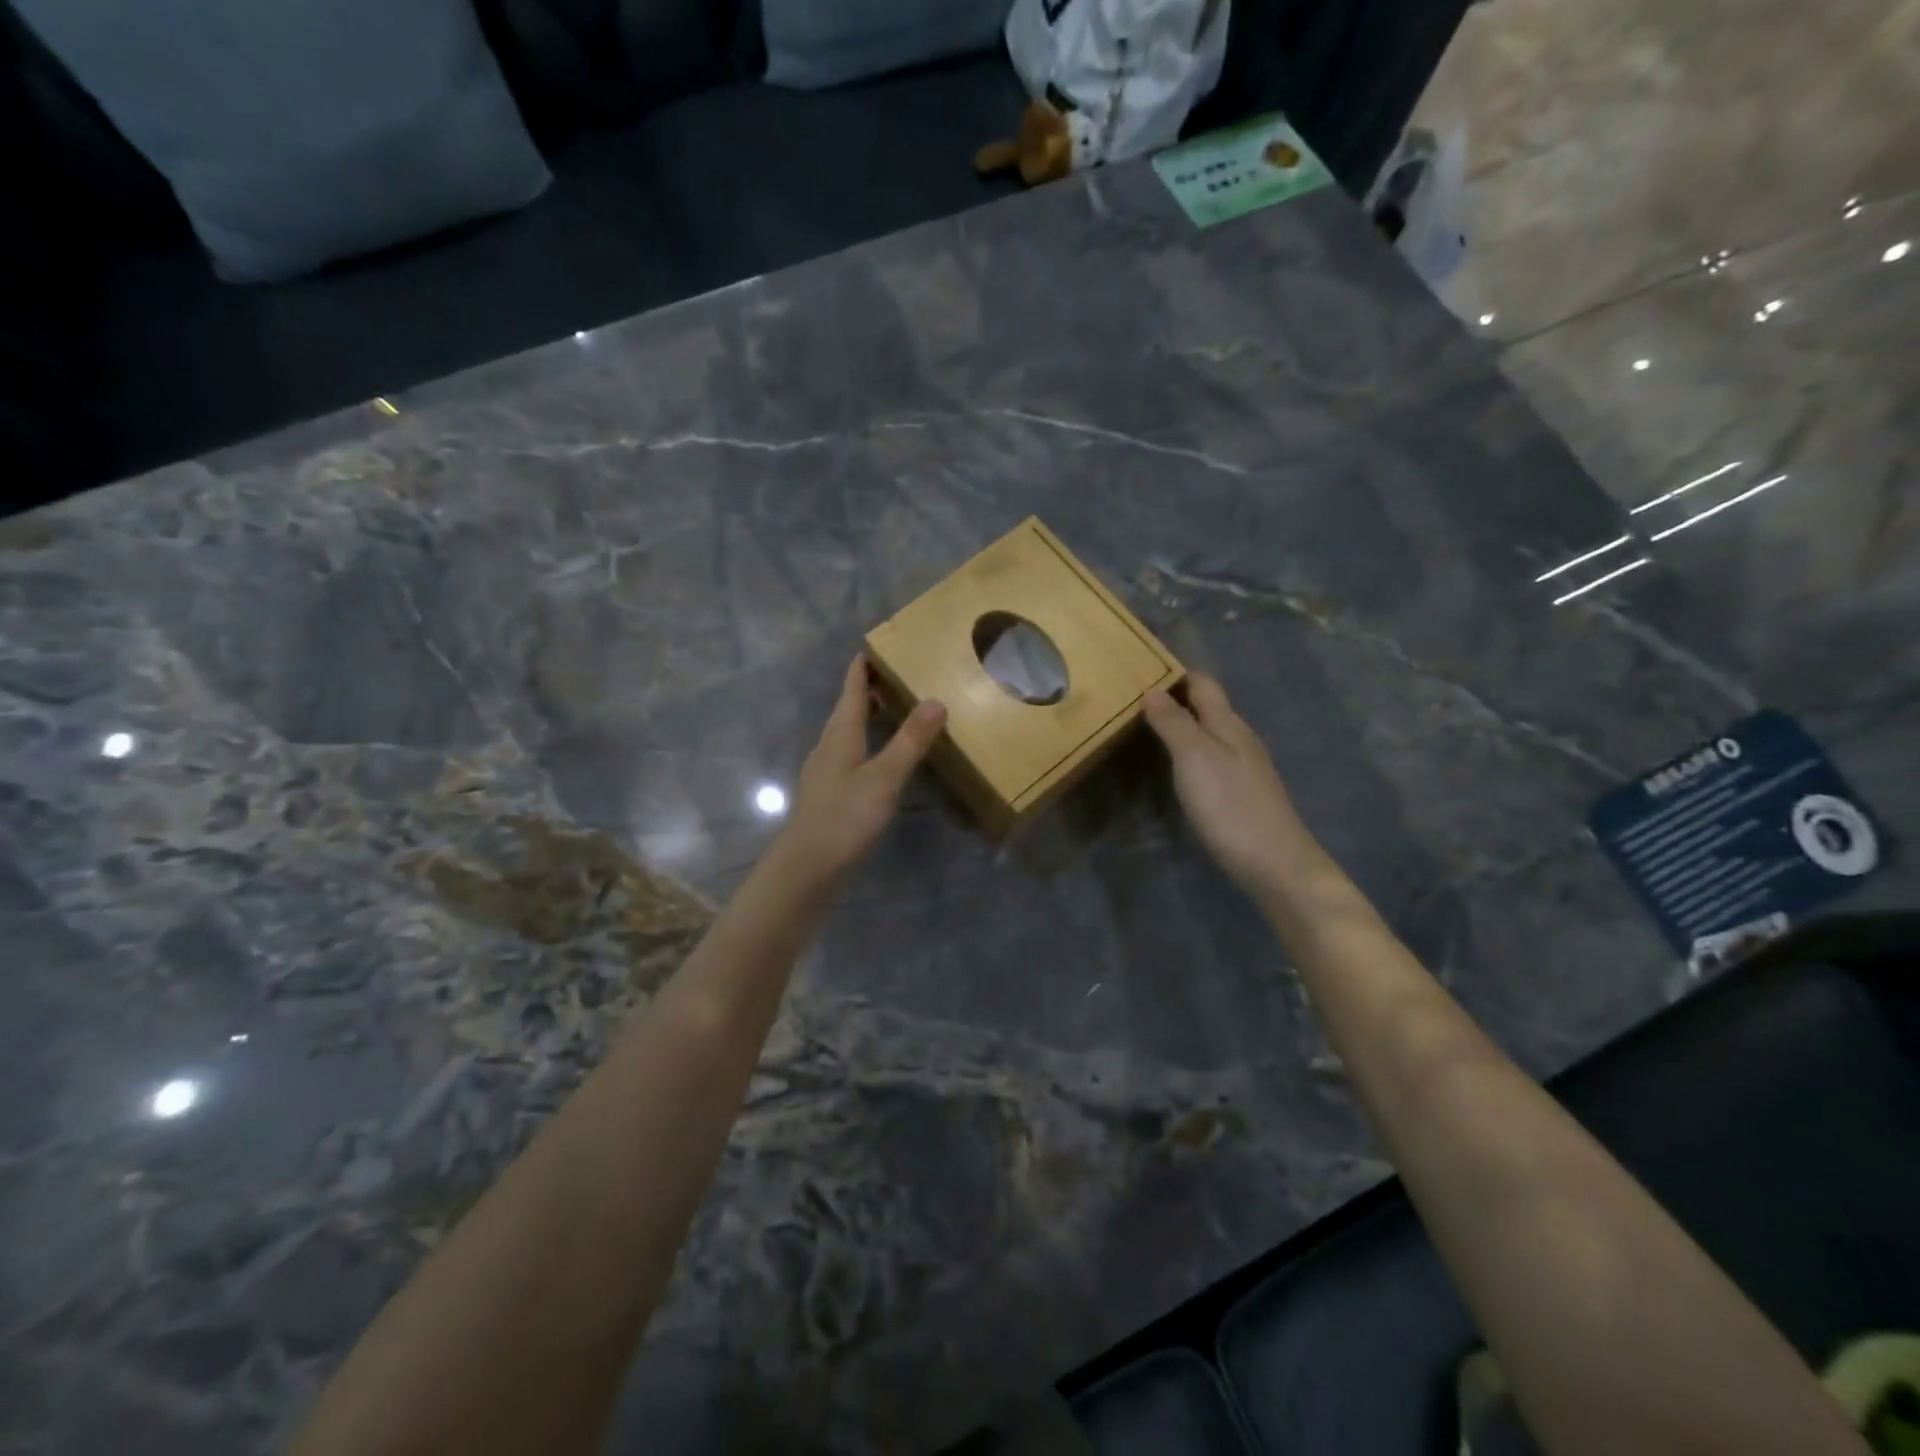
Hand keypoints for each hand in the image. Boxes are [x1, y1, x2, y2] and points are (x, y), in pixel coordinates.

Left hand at [779, 656, 946, 882]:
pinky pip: (852, 754)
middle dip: (871, 688)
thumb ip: (909, 741)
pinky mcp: (830, 793)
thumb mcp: (883, 778)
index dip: (864, 666)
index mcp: (840, 734)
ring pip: (850, 732)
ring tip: (898, 709)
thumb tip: (935, 700)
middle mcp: (830, 746)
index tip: (880, 643)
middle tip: (902, 673)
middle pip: (849, 708)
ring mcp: (827, 770)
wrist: (806, 868)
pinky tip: (884, 757)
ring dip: (870, 716)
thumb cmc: (844, 818)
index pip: (852, 688)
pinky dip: (870, 743)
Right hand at [1143, 674, 1321, 896]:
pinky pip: (1212, 756)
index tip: (1144, 663)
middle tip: (1137, 693)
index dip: (1177, 671)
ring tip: (1149, 724)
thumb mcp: (1195, 758)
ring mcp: (1245, 767)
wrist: (1275, 863)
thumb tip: (1152, 689)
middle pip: (1209, 706)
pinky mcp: (1242, 793)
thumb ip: (1174, 722)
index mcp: (1229, 724)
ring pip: (1211, 732)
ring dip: (1183, 723)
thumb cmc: (1231, 805)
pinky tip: (1177, 764)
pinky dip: (1191, 749)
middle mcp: (1240, 738)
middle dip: (1177, 695)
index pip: (1203, 684)